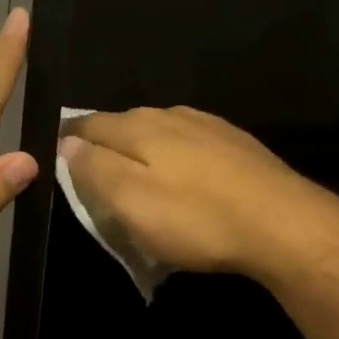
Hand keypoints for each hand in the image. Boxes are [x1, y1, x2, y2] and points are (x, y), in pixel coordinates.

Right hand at [58, 107, 338, 280]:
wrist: (282, 224)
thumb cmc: (196, 218)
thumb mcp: (131, 201)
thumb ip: (94, 168)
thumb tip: (66, 142)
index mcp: (138, 126)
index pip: (87, 124)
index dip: (68, 142)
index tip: (57, 161)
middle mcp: (171, 114)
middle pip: (123, 125)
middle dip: (104, 145)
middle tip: (93, 176)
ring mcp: (208, 126)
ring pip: (159, 132)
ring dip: (142, 151)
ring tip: (137, 178)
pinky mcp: (237, 144)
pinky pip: (191, 145)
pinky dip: (176, 159)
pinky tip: (185, 179)